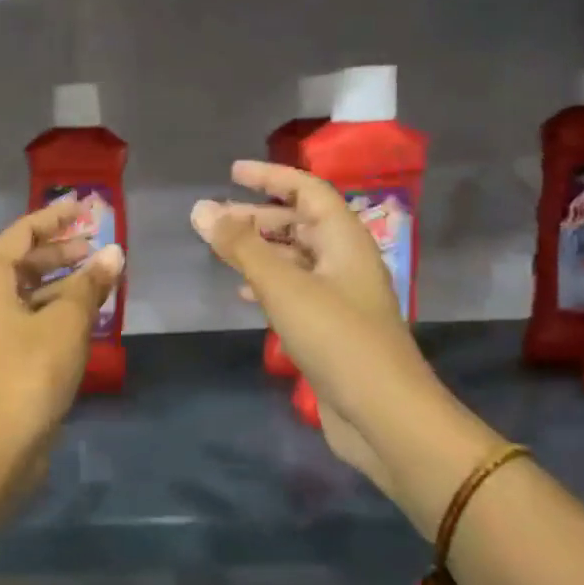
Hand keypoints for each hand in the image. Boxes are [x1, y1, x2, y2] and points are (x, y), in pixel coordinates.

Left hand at [0, 195, 125, 466]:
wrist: (0, 441)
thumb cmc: (32, 369)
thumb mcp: (68, 321)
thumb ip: (90, 284)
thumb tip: (114, 254)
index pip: (21, 234)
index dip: (54, 218)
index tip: (83, 207)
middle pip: (21, 264)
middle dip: (59, 252)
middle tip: (96, 246)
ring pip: (25, 294)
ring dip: (60, 284)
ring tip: (98, 279)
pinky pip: (26, 319)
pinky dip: (52, 311)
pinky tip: (83, 316)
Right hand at [190, 161, 427, 492]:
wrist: (382, 413)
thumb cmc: (336, 339)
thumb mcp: (283, 286)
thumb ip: (240, 247)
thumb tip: (201, 208)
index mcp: (345, 241)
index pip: (309, 191)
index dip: (271, 177)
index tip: (232, 171)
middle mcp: (345, 262)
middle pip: (302, 223)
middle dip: (259, 215)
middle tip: (216, 216)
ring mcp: (340, 297)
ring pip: (296, 258)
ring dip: (261, 249)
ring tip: (221, 249)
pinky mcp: (330, 328)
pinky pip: (295, 291)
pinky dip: (267, 283)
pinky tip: (243, 293)